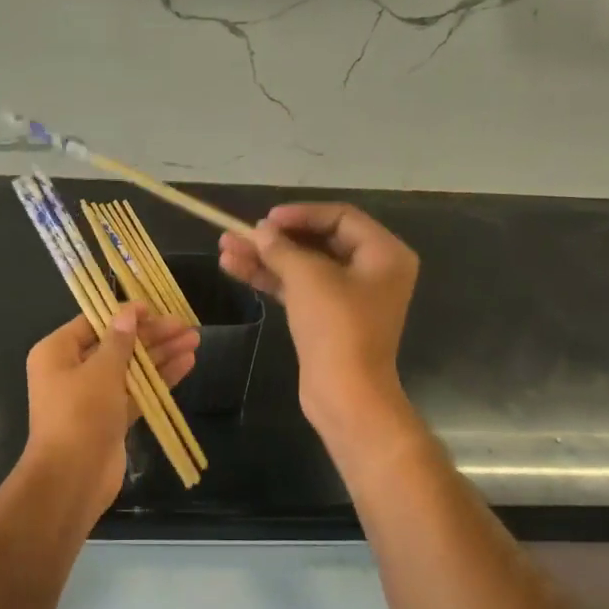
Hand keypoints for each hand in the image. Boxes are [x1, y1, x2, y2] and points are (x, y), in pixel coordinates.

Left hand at [21, 306, 199, 507]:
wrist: (72, 478)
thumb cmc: (80, 414)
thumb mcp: (101, 371)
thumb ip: (120, 341)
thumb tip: (128, 313)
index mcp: (57, 352)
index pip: (94, 323)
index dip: (125, 314)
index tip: (155, 307)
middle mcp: (72, 370)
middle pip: (117, 344)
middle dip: (151, 335)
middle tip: (185, 325)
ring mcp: (93, 396)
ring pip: (131, 368)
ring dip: (161, 355)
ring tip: (194, 340)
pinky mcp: (111, 418)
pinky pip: (137, 391)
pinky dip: (160, 379)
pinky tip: (186, 364)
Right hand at [219, 202, 418, 440]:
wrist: (345, 394)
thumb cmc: (337, 327)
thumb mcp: (308, 278)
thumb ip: (281, 248)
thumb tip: (259, 231)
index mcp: (384, 254)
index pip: (340, 217)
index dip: (301, 214)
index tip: (266, 219)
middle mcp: (371, 270)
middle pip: (318, 241)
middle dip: (275, 238)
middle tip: (238, 233)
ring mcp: (348, 296)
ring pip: (302, 266)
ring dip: (264, 257)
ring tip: (224, 248)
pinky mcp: (327, 318)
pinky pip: (297, 288)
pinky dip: (270, 278)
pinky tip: (234, 268)